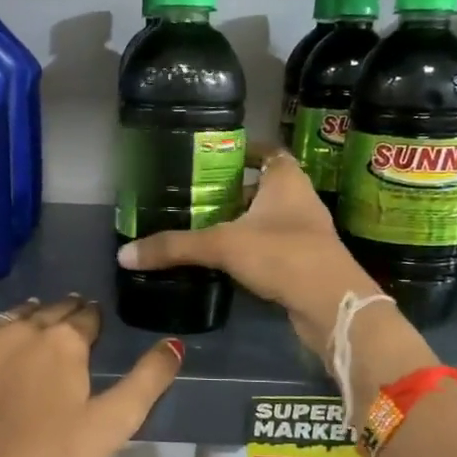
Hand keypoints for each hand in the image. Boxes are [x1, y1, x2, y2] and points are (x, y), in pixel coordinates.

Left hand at [0, 294, 182, 456]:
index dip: (92, 322)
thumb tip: (174, 343)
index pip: (86, 315)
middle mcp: (22, 325)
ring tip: (29, 333)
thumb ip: (148, 380)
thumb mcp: (113, 424)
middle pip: (49, 309)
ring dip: (24, 320)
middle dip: (62, 316)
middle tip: (65, 330)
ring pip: (10, 315)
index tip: (92, 330)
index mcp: (65, 340)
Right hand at [115, 147, 378, 354]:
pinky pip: (271, 246)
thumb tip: (124, 254)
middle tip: (195, 194)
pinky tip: (224, 260)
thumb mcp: (223, 245)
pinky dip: (250, 248)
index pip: (267, 151)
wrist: (332, 306)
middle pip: (263, 185)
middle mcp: (299, 199)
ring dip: (240, 221)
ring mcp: (305, 232)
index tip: (212, 156)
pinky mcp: (303, 262)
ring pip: (266, 218)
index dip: (242, 150)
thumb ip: (175, 247)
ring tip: (202, 225)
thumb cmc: (283, 256)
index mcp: (286, 180)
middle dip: (232, 190)